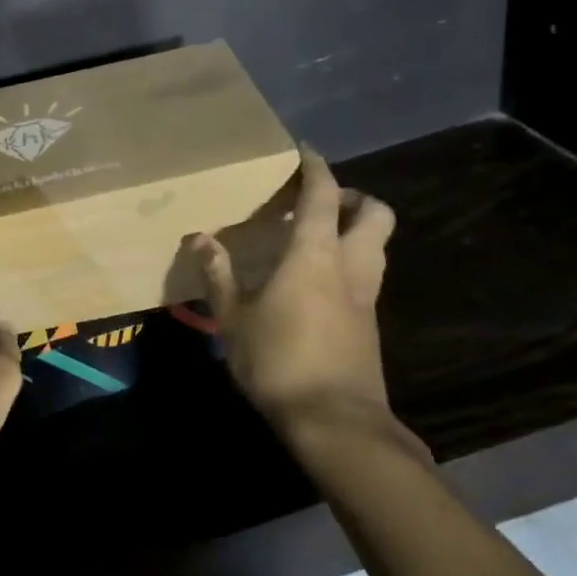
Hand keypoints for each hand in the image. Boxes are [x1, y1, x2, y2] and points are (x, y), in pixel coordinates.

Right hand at [185, 146, 403, 439]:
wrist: (337, 425)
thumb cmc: (279, 362)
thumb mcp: (234, 318)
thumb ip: (218, 274)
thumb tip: (199, 238)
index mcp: (315, 255)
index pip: (323, 195)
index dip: (316, 167)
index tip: (303, 150)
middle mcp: (350, 267)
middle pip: (376, 213)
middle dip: (353, 197)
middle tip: (318, 203)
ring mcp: (366, 297)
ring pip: (377, 245)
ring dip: (356, 229)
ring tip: (317, 237)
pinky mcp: (370, 325)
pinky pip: (367, 276)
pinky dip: (351, 263)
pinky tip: (318, 282)